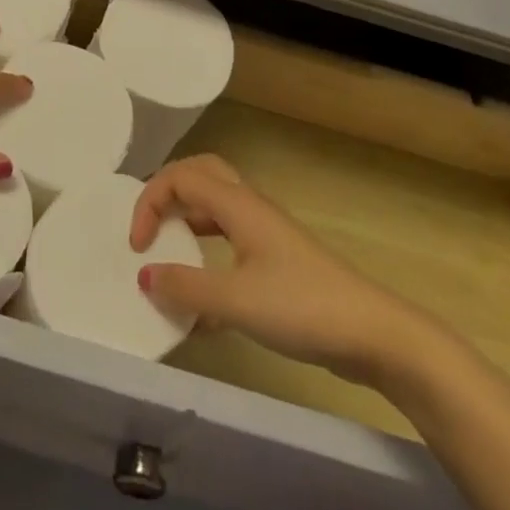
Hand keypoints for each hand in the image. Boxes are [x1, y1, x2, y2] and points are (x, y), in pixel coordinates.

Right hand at [129, 155, 443, 389]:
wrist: (372, 334)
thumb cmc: (302, 307)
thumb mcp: (236, 301)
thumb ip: (186, 288)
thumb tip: (144, 275)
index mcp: (238, 205)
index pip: (180, 177)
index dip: (149, 202)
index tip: (137, 246)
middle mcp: (249, 208)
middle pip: (199, 175)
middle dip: (166, 193)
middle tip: (148, 227)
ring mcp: (265, 232)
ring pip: (214, 206)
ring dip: (186, 221)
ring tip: (167, 252)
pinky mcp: (276, 259)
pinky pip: (229, 239)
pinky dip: (207, 254)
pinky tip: (201, 300)